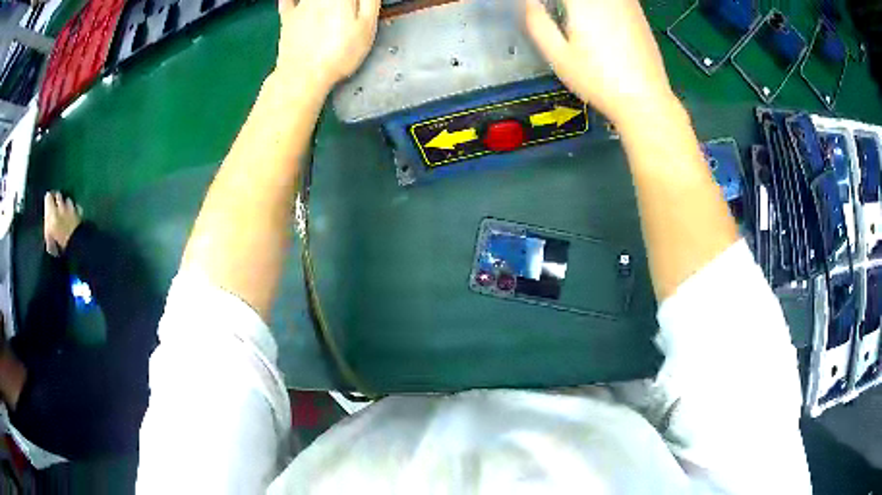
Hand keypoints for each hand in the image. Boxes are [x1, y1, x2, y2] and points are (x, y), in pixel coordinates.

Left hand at [276, 0, 380, 91]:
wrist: (303, 75)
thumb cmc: (339, 53)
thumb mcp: (366, 26)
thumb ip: (370, 1)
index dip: (358, 0)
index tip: (361, 3)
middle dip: (343, 1)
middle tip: (347, 6)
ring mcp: (300, 5)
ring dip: (322, 1)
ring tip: (331, 6)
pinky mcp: (287, 18)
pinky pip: (287, 0)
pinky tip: (297, 0)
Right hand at [525, 0, 676, 127]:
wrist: (645, 99)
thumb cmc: (598, 81)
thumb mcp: (558, 56)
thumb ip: (537, 22)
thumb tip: (527, 2)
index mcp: (583, 2)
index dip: (548, 0)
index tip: (537, 7)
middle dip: (566, 2)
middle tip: (555, 10)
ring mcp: (626, 2)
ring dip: (580, 5)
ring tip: (571, 14)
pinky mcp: (638, 12)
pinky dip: (601, 6)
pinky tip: (595, 16)